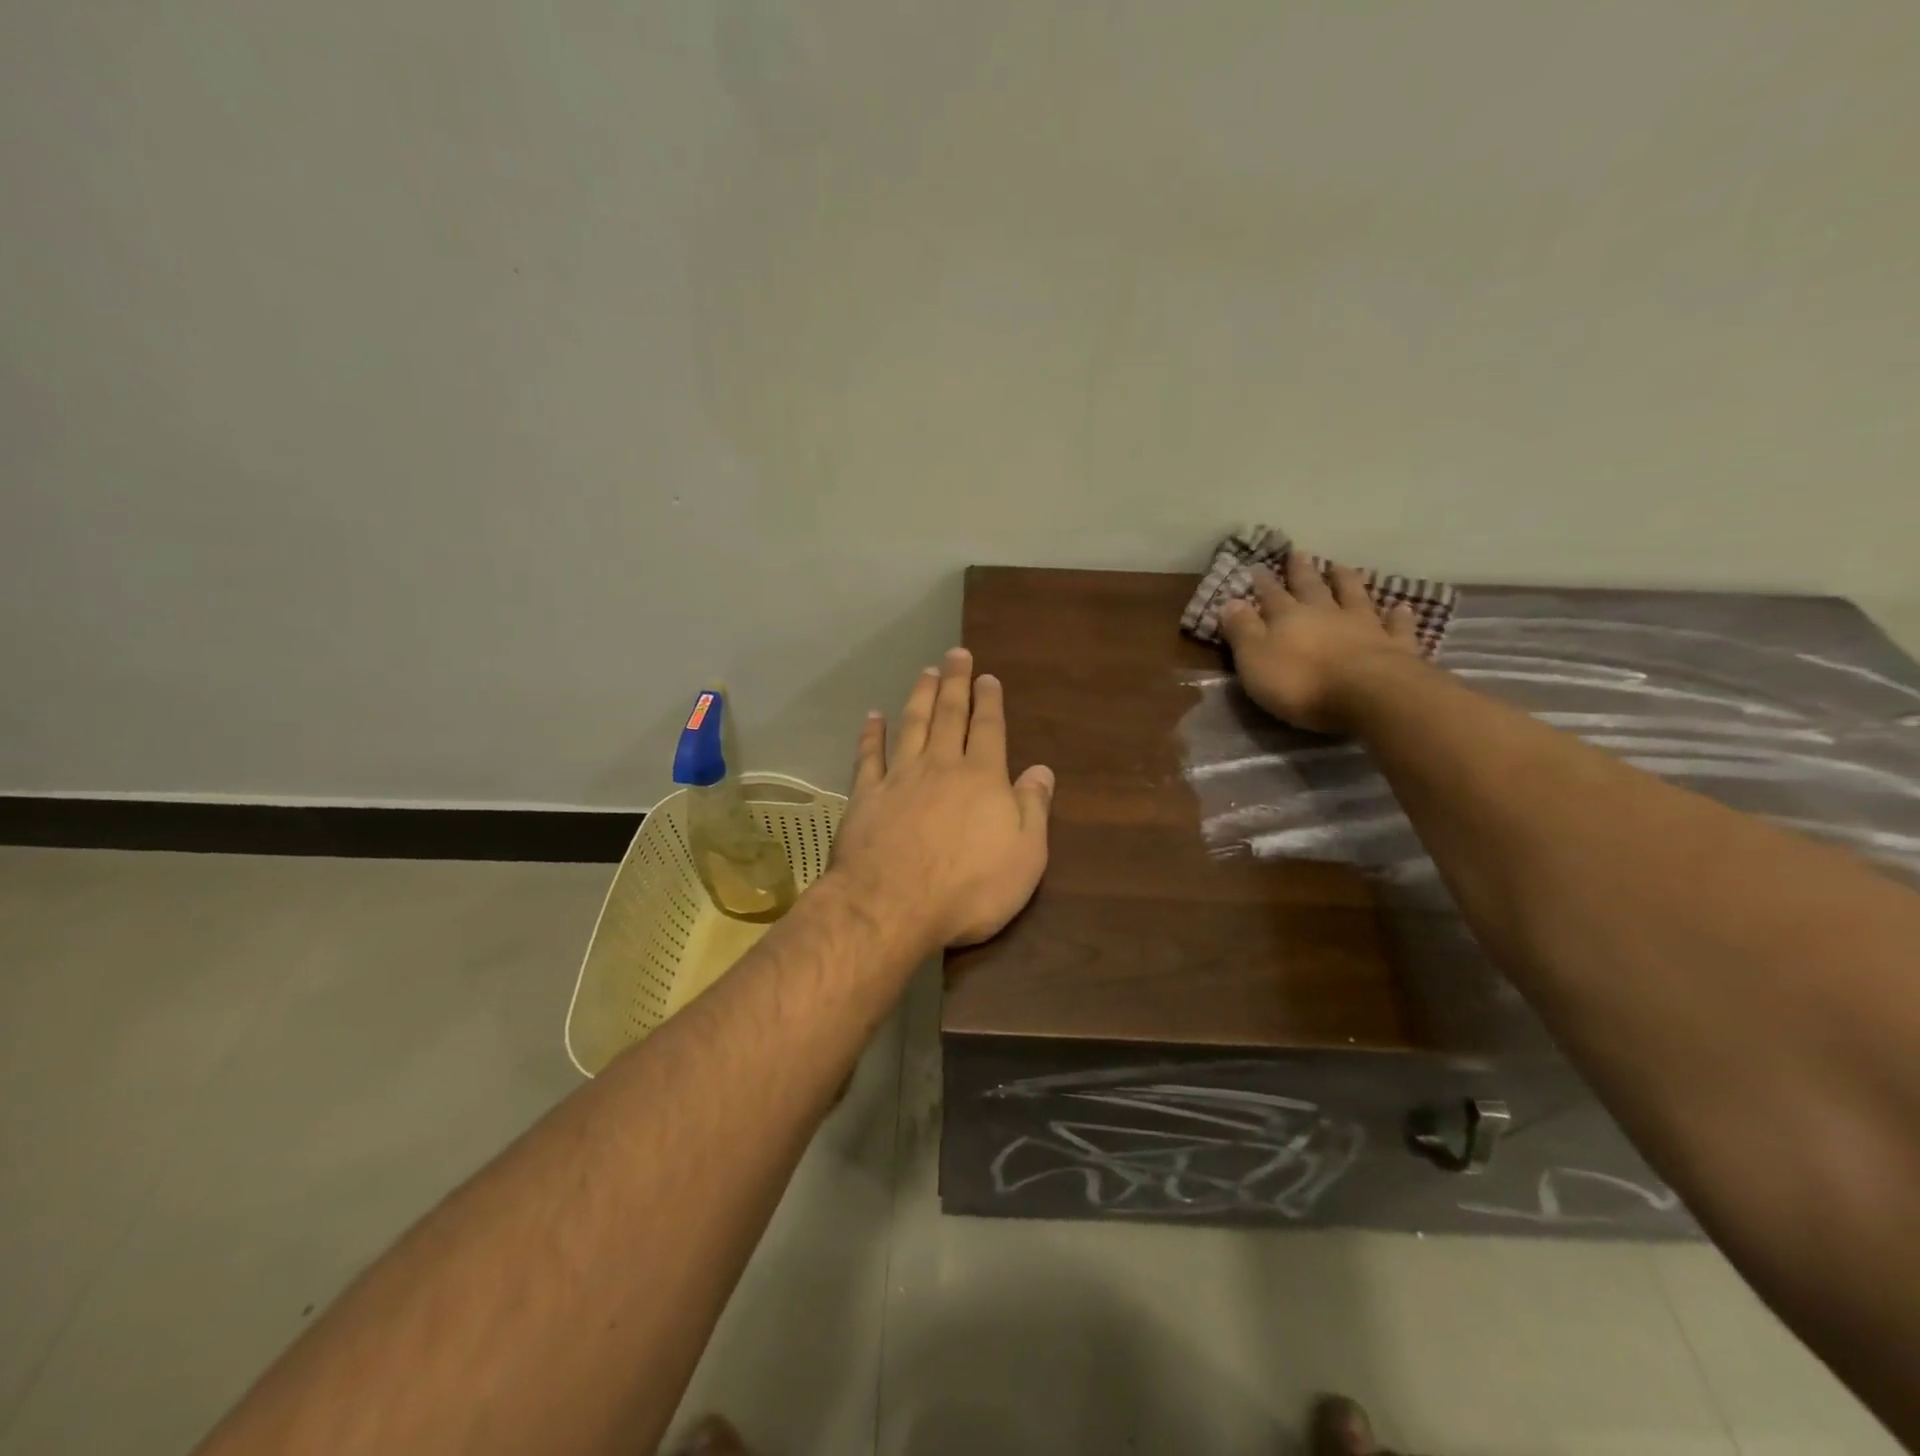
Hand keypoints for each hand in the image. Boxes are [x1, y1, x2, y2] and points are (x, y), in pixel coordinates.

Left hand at [828, 648, 1054, 951]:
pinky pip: (869, 756)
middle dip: (955, 683)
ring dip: (919, 697)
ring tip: (925, 672)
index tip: (987, 677)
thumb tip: (1043, 770)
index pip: (989, 729)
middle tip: (956, 654)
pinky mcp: (866, 796)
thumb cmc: (969, 888)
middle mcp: (940, 766)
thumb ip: (1034, 808)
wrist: (892, 906)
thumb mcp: (1025, 856)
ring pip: (911, 725)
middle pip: (949, 715)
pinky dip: (871, 734)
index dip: (989, 701)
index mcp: (982, 778)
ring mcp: (899, 778)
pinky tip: (873, 717)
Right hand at [1219, 550, 1422, 733]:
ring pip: (1353, 596)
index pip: (1271, 596)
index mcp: (1288, 618)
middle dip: (1302, 572)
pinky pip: (1396, 626)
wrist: (1368, 695)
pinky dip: (1397, 615)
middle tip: (1299, 553)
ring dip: (1346, 580)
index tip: (1256, 567)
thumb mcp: (1255, 659)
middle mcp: (1326, 613)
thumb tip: (1230, 601)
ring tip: (1341, 566)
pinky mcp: (1395, 646)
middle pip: (1312, 588)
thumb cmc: (1301, 682)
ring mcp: (1364, 626)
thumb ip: (1242, 630)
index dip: (1262, 583)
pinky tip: (1400, 607)